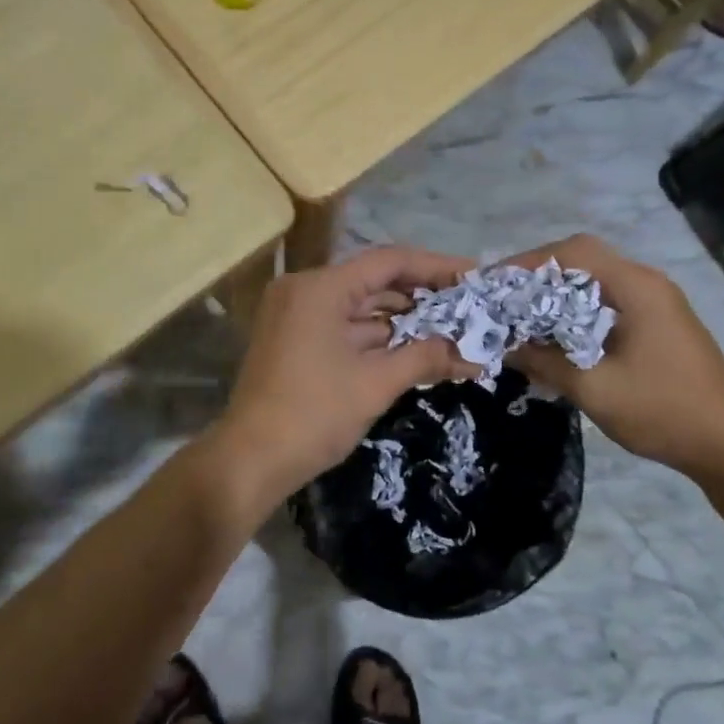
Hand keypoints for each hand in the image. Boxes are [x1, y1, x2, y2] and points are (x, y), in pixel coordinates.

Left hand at [213, 245, 481, 509]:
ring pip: (361, 306)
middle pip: (375, 280)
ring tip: (452, 328)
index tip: (473, 276)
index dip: (436, 267)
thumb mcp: (375, 384)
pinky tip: (415, 347)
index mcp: (321, 288)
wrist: (249, 462)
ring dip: (403, 319)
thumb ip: (425, 358)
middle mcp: (306, 290)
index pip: (389, 262)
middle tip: (468, 305)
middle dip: (423, 296)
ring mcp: (297, 315)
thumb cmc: (313, 415)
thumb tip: (474, 356)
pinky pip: (345, 326)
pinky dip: (378, 336)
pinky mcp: (296, 339)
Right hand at [503, 235, 723, 481]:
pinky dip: (576, 311)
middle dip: (540, 275)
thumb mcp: (596, 389)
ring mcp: (656, 303)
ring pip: (595, 282)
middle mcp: (647, 284)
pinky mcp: (657, 324)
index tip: (495, 284)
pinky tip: (556, 336)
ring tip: (521, 315)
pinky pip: (608, 303)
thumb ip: (546, 362)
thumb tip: (505, 346)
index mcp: (637, 287)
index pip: (574, 252)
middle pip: (584, 260)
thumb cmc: (664, 411)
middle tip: (504, 298)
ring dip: (558, 294)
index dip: (530, 262)